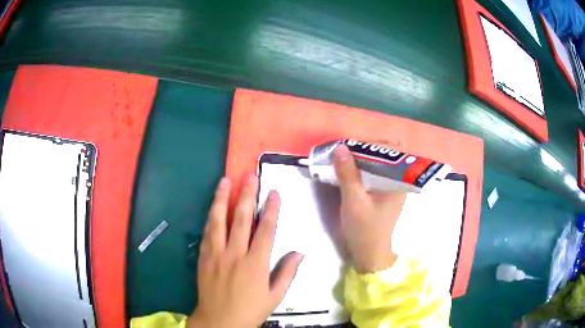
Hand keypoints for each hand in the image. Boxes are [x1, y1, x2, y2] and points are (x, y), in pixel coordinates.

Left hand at [188, 175, 303, 327]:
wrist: (219, 321)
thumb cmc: (250, 310)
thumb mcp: (275, 296)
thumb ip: (287, 273)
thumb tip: (299, 252)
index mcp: (256, 264)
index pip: (266, 230)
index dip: (271, 209)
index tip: (274, 192)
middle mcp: (235, 254)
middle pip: (241, 219)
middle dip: (247, 195)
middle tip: (249, 176)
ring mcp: (216, 254)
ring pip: (219, 221)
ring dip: (222, 199)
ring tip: (224, 181)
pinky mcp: (204, 257)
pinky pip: (207, 233)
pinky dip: (210, 217)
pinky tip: (212, 206)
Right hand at [333, 145, 406, 272]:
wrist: (369, 254)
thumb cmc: (364, 229)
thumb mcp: (354, 201)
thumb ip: (348, 174)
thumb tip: (340, 147)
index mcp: (398, 181)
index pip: (389, 152)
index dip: (369, 145)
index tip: (349, 145)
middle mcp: (398, 181)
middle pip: (383, 157)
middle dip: (362, 151)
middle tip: (343, 150)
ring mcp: (391, 188)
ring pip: (376, 165)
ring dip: (359, 160)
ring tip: (342, 158)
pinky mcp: (382, 195)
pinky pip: (372, 175)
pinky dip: (360, 170)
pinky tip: (347, 171)